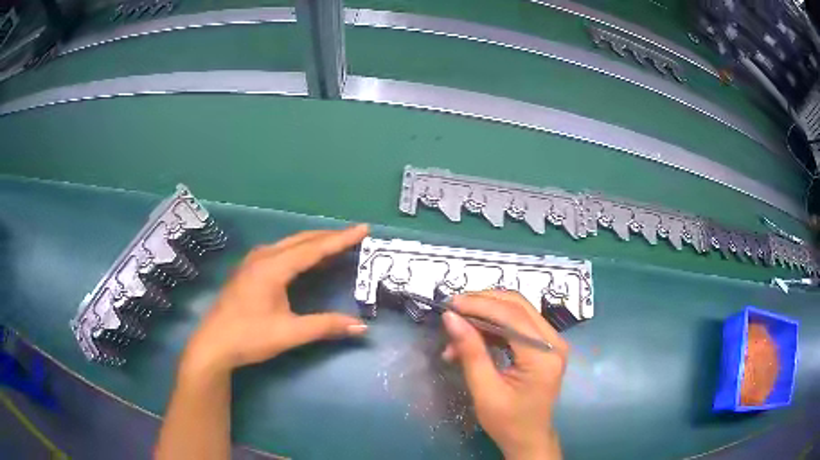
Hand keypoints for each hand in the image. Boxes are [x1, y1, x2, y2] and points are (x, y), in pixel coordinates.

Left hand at [180, 225, 369, 376]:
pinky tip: (305, 259)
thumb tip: (361, 327)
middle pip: (301, 240)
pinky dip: (300, 251)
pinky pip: (281, 251)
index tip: (363, 229)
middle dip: (329, 237)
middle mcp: (263, 257)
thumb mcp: (289, 333)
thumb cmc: (249, 337)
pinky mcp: (249, 270)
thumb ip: (325, 326)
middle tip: (354, 235)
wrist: (214, 344)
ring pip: (290, 244)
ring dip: (314, 243)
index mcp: (273, 268)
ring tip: (336, 244)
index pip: (313, 248)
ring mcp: (253, 262)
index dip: (340, 239)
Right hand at [442, 291, 567, 459]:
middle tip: (453, 310)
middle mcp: (554, 342)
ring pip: (518, 311)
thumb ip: (470, 352)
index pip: (512, 316)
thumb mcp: (484, 390)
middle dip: (483, 302)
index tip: (450, 305)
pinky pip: (518, 324)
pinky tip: (473, 337)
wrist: (528, 439)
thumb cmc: (507, 421)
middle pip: (518, 305)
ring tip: (458, 328)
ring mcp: (552, 342)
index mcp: (543, 356)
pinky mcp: (544, 346)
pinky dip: (494, 326)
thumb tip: (451, 318)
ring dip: (486, 313)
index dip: (480, 305)